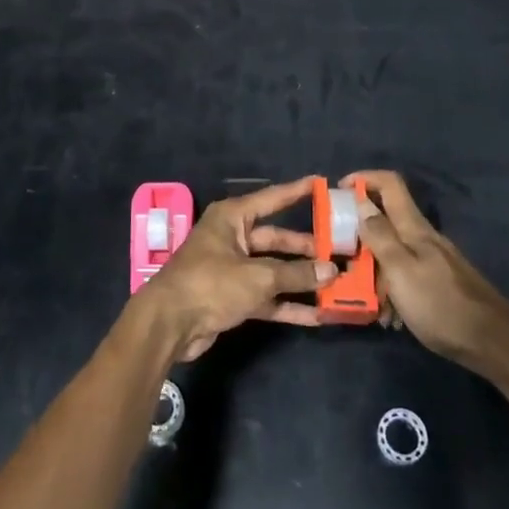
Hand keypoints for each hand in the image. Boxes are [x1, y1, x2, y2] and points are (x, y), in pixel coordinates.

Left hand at [139, 178, 335, 360]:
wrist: (169, 323)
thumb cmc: (211, 284)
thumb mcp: (258, 277)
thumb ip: (296, 274)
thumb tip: (331, 270)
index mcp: (233, 217)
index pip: (272, 198)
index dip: (297, 192)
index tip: (321, 184)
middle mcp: (233, 237)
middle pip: (276, 239)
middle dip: (306, 248)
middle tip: (339, 251)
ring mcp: (232, 268)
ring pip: (274, 270)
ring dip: (301, 279)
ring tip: (337, 283)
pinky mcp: (233, 297)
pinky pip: (266, 296)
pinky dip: (288, 304)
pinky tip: (317, 314)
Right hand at [348, 171, 508, 369]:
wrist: (493, 343)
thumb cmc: (441, 304)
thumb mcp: (401, 270)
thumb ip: (380, 236)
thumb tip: (362, 203)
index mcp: (414, 228)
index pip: (390, 184)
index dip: (364, 179)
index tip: (338, 191)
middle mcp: (423, 238)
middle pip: (386, 218)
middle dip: (360, 233)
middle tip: (340, 255)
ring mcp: (433, 261)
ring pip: (392, 252)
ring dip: (373, 269)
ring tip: (363, 298)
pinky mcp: (438, 283)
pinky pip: (404, 276)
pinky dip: (391, 289)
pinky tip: (390, 317)